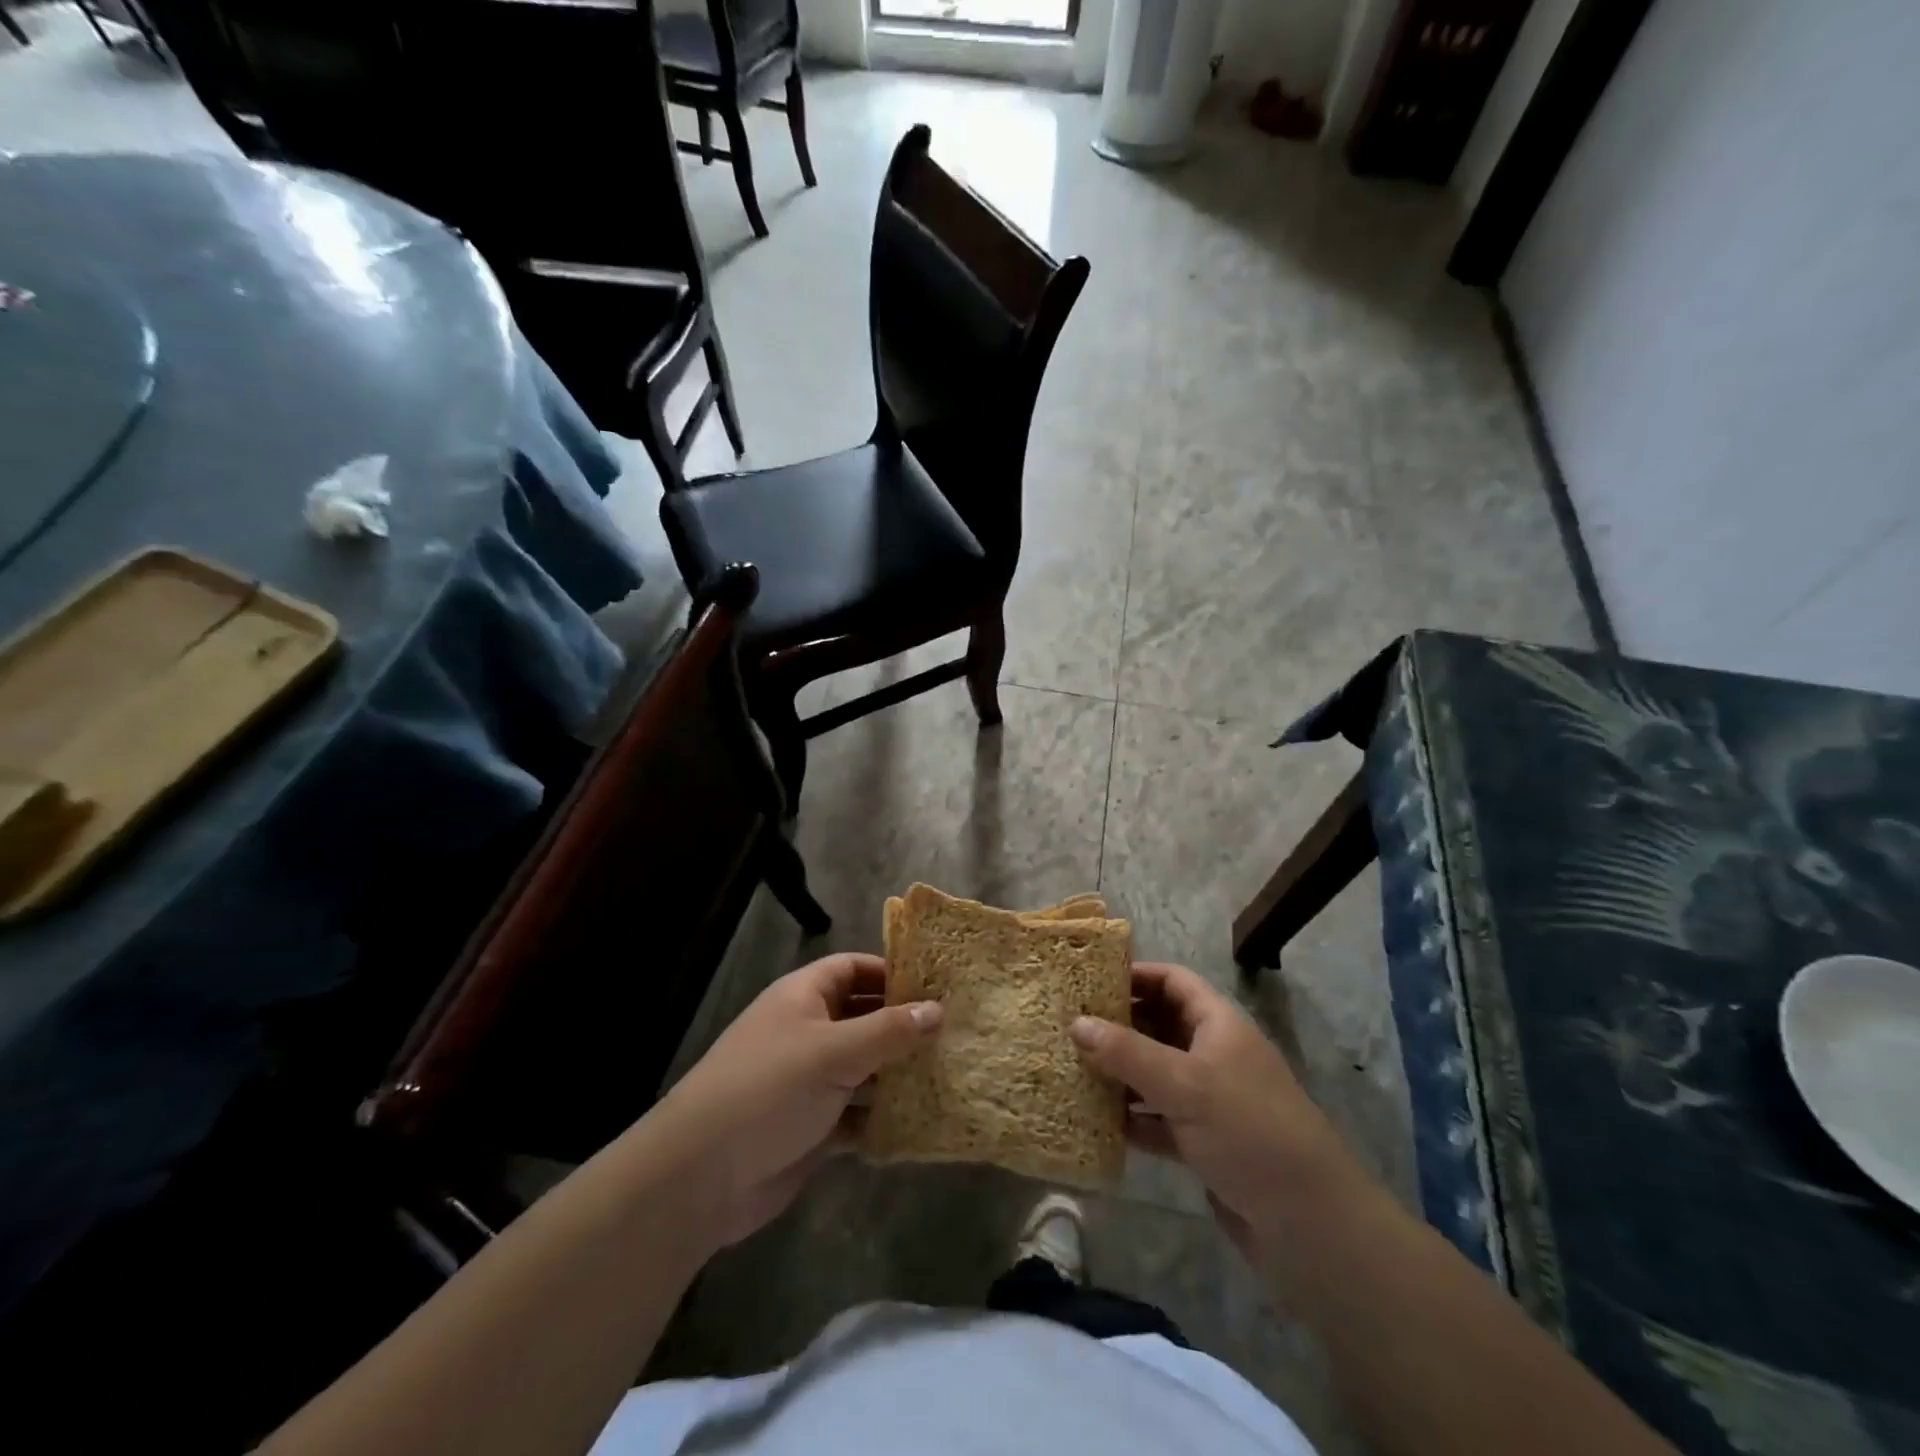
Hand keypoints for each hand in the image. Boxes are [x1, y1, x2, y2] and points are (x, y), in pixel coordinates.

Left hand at [649, 953, 941, 1248]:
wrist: (702, 1176)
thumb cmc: (769, 1089)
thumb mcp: (834, 1051)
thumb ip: (888, 1031)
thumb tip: (937, 1009)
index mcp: (804, 998)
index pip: (853, 968)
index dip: (891, 972)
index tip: (937, 984)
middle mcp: (807, 1032)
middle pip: (863, 1017)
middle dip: (903, 1025)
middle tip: (955, 1031)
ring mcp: (809, 1081)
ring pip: (864, 1068)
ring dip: (898, 1073)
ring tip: (949, 1073)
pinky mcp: (813, 1127)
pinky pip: (858, 1113)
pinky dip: (883, 1117)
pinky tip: (920, 1122)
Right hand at [1071, 962, 1351, 1261]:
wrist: (1312, 1227)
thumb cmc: (1250, 1131)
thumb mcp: (1185, 1084)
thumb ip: (1127, 1053)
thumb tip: (1076, 1023)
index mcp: (1218, 1024)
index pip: (1172, 981)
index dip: (1134, 975)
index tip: (1087, 981)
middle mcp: (1212, 1055)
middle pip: (1158, 1025)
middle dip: (1116, 1026)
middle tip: (1067, 1027)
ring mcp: (1208, 1101)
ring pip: (1154, 1074)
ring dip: (1118, 1073)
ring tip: (1070, 1070)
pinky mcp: (1203, 1143)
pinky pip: (1157, 1119)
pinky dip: (1131, 1118)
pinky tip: (1095, 1121)